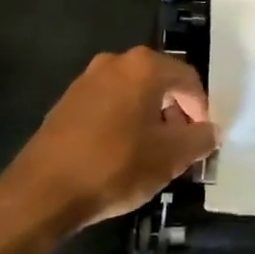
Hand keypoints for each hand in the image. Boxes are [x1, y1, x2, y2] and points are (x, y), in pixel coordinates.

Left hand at [0, 47, 216, 236]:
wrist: (42, 191)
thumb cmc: (115, 165)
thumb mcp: (171, 157)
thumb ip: (200, 139)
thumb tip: (211, 131)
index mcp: (144, 67)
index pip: (188, 79)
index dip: (201, 108)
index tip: (201, 138)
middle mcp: (115, 62)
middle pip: (160, 82)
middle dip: (175, 111)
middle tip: (181, 144)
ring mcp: (87, 80)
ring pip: (133, 93)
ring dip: (149, 116)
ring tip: (153, 151)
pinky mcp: (67, 101)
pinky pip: (109, 103)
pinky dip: (124, 121)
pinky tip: (122, 152)